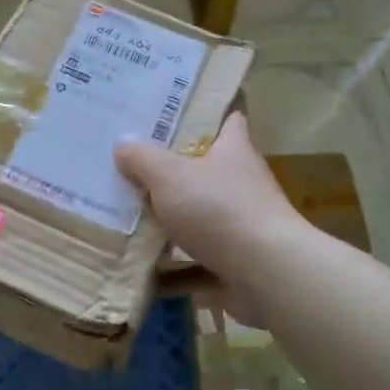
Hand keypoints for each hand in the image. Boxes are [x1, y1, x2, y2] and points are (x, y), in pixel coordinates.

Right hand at [113, 113, 307, 326]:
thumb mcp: (169, 176)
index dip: (207, 117)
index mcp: (234, 151)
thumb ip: (143, 160)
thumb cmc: (219, 209)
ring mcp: (245, 223)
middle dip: (177, 171)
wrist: (266, 272)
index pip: (229, 122)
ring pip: (204, 215)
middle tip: (136, 167)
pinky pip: (201, 259)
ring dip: (175, 220)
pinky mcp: (240, 260)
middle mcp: (244, 182)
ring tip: (133, 218)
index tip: (176, 117)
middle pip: (209, 170)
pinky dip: (177, 266)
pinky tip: (147, 271)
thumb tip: (123, 145)